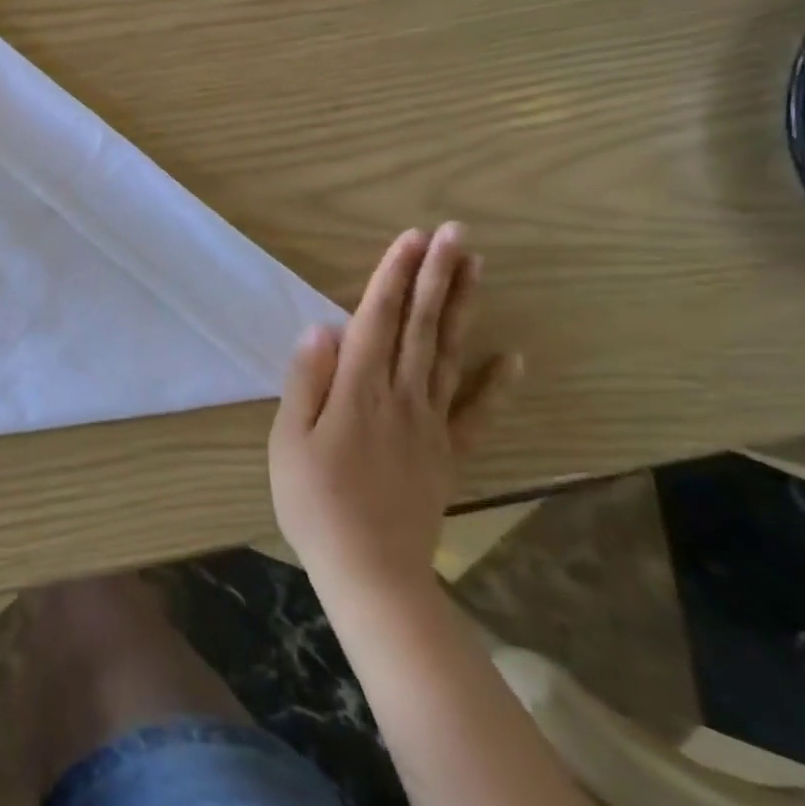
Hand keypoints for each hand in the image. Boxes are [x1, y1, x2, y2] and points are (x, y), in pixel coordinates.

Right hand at [269, 223, 521, 607]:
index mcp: (358, 391)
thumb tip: (321, 329)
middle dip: (436, 276)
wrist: (370, 571)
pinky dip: (497, 383)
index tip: (411, 239)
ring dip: (461, 308)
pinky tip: (514, 356)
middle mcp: (401, 397)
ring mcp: (431, 424)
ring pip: (449, 354)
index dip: (393, 277)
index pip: (377, 321)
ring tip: (476, 268)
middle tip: (454, 234)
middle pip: (421, 327)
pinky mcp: (447, 452)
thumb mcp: (290, 441)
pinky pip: (476, 413)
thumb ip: (307, 382)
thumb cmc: (315, 502)